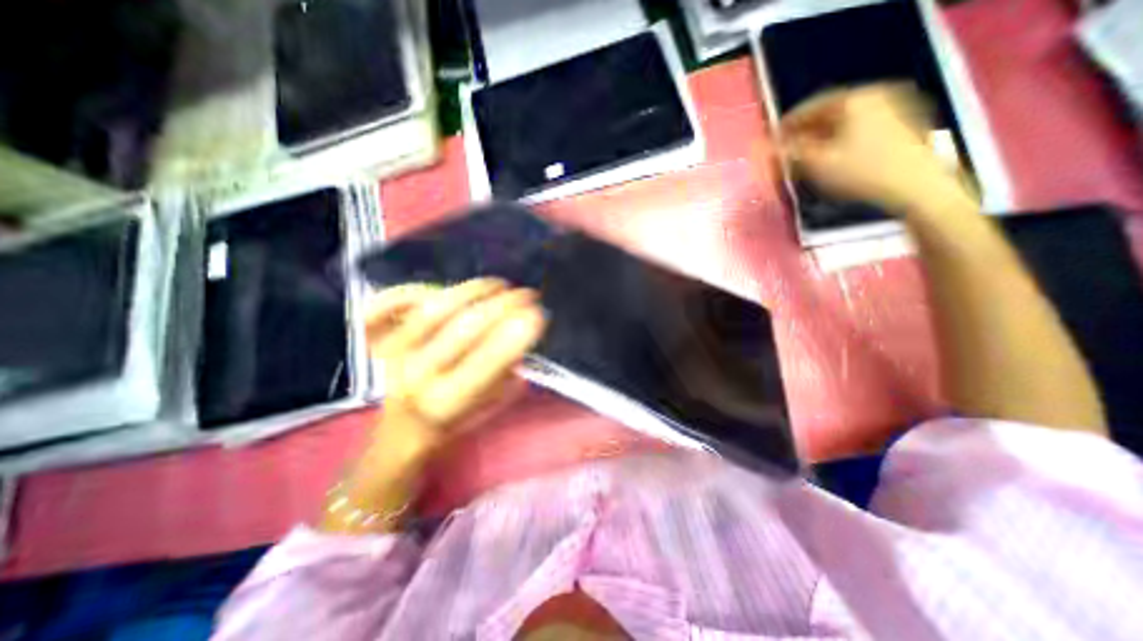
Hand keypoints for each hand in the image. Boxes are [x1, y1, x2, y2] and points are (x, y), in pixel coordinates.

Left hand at [319, 279, 546, 533]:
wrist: (401, 428)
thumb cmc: (452, 421)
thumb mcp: (488, 408)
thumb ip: (507, 378)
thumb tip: (523, 340)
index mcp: (446, 400)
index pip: (486, 360)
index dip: (515, 334)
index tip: (538, 314)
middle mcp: (417, 375)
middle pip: (466, 327)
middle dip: (504, 305)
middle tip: (527, 294)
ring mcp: (395, 352)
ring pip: (437, 308)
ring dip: (475, 290)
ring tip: (500, 284)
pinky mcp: (380, 336)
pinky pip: (400, 301)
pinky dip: (427, 288)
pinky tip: (458, 287)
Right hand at [783, 81, 968, 211]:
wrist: (914, 187)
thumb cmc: (860, 172)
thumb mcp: (817, 163)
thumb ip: (789, 152)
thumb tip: (767, 148)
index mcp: (855, 98)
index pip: (811, 106)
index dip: (787, 124)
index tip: (771, 140)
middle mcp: (876, 95)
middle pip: (829, 112)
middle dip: (804, 132)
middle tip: (787, 150)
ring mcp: (895, 107)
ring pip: (845, 121)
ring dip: (821, 137)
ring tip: (806, 156)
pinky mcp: (903, 124)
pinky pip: (861, 127)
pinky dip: (841, 139)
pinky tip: (832, 156)